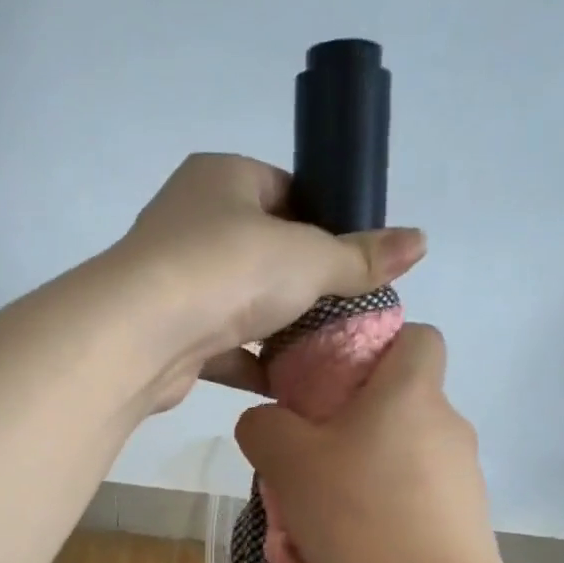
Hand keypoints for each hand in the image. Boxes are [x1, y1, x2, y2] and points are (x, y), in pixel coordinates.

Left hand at [106, 154, 424, 407]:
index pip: (285, 190)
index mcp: (222, 178)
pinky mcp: (170, 331)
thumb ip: (361, 256)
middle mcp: (191, 220)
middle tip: (350, 309)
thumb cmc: (229, 269)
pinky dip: (252, 364)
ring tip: (328, 349)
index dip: (325, 222)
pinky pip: (222, 346)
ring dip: (279, 328)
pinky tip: (288, 384)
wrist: (142, 334)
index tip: (356, 258)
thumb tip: (421, 240)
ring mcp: (176, 278)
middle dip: (305, 283)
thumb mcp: (309, 257)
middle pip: (265, 250)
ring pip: (242, 302)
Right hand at [233, 325, 509, 562]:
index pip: (418, 335)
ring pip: (404, 452)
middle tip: (313, 455)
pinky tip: (358, 543)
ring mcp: (462, 473)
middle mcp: (447, 423)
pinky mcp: (466, 517)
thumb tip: (266, 422)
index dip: (381, 345)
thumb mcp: (287, 464)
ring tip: (328, 512)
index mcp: (410, 392)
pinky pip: (416, 495)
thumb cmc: (360, 514)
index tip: (338, 379)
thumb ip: (263, 427)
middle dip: (356, 419)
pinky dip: (387, 507)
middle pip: (401, 400)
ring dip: (367, 468)